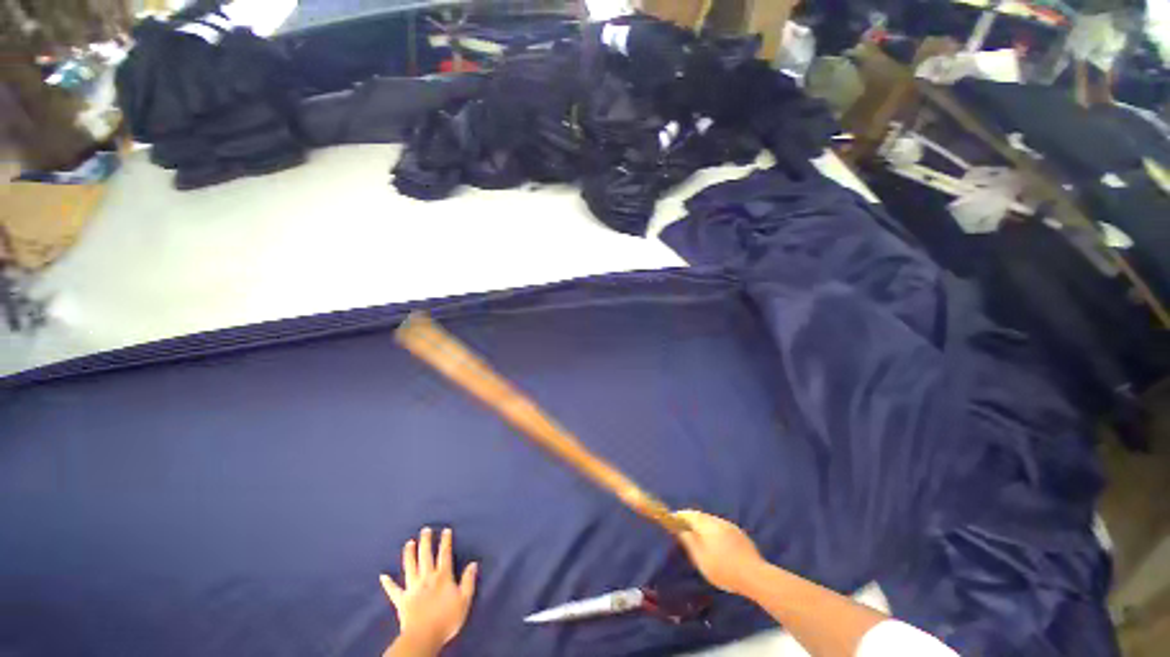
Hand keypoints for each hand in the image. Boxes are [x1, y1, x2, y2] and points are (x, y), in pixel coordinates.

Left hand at [381, 527, 478, 653]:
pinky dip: (388, 583)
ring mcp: (413, 588)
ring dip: (409, 554)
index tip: (445, 530)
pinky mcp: (402, 600)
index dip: (445, 541)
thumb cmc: (447, 619)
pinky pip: (393, 590)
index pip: (445, 554)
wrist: (424, 636)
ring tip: (409, 543)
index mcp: (443, 576)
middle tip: (425, 529)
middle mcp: (427, 578)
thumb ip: (468, 580)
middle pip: (426, 556)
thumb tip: (473, 563)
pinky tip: (383, 576)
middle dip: (426, 542)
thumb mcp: (464, 600)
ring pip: (410, 567)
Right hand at [674, 510, 764, 594]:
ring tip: (699, 539)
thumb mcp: (701, 559)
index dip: (679, 516)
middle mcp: (718, 520)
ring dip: (703, 527)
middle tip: (684, 531)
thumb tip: (681, 530)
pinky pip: (721, 528)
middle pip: (700, 516)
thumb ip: (690, 542)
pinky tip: (716, 545)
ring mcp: (730, 526)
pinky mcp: (740, 534)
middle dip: (691, 521)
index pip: (689, 514)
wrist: (755, 575)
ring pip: (712, 522)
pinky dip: (714, 532)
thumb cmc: (723, 568)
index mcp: (706, 524)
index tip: (671, 521)